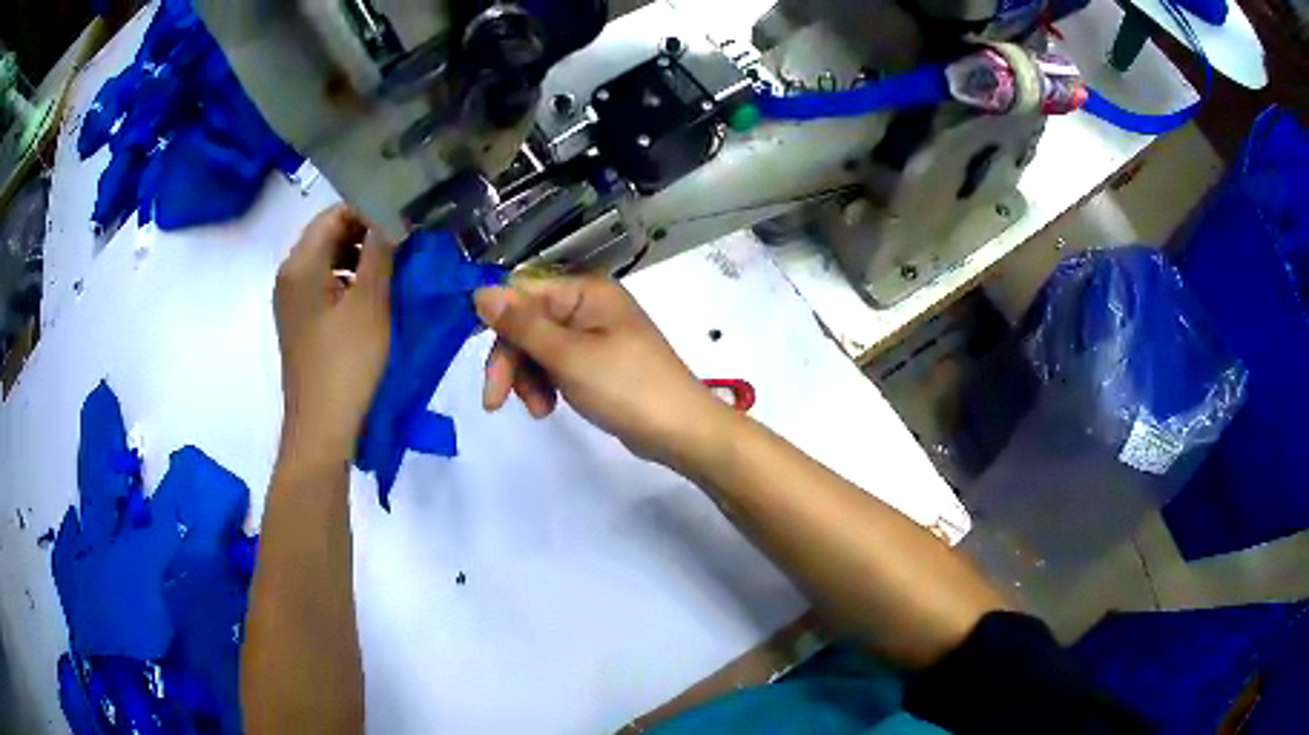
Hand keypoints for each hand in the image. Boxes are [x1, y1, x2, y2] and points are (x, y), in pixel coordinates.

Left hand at [274, 205, 392, 457]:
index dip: (372, 210)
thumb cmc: (346, 365)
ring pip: (328, 258)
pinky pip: (324, 283)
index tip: (406, 220)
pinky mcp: (300, 321)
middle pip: (329, 233)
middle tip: (405, 243)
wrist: (321, 430)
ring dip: (360, 256)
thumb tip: (394, 214)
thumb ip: (381, 251)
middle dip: (367, 232)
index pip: (336, 213)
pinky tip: (374, 295)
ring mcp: (292, 300)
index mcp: (300, 264)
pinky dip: (349, 279)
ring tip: (395, 268)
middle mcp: (289, 274)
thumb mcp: (370, 303)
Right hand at [473, 276, 732, 466]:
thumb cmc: (627, 387)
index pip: (522, 293)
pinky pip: (556, 365)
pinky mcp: (596, 362)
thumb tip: (479, 291)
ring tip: (539, 410)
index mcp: (585, 291)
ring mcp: (593, 335)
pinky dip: (546, 385)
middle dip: (511, 362)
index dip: (499, 326)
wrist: (680, 430)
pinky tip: (548, 408)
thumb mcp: (568, 356)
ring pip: (538, 348)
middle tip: (496, 401)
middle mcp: (588, 305)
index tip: (486, 364)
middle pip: (527, 323)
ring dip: (527, 378)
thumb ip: (522, 325)